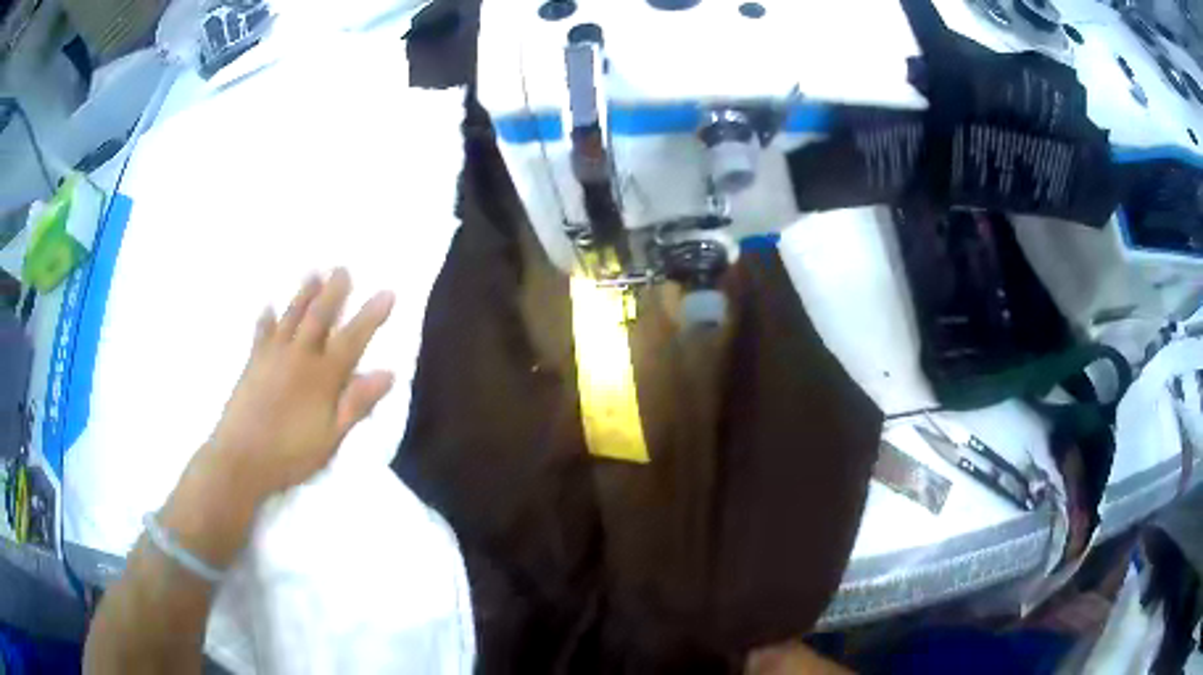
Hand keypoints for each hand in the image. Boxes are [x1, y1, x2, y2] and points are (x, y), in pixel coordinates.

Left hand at [205, 268, 394, 499]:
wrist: (240, 459)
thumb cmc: (290, 454)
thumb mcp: (332, 438)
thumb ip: (357, 404)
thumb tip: (387, 374)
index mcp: (322, 377)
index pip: (352, 339)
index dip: (371, 316)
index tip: (387, 292)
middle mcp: (298, 357)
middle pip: (319, 317)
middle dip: (333, 292)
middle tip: (343, 268)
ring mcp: (272, 357)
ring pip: (291, 317)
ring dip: (303, 294)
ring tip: (313, 272)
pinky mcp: (252, 364)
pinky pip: (261, 333)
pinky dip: (265, 319)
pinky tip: (266, 306)